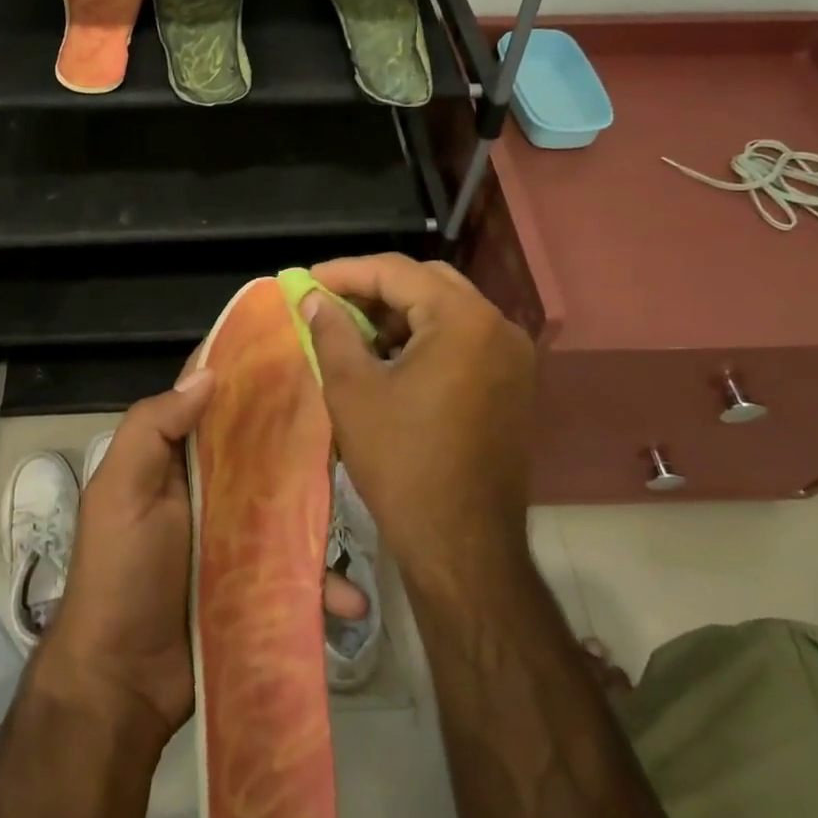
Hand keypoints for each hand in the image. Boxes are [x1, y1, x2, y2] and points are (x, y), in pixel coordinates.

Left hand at [42, 364, 375, 741]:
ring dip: (325, 513)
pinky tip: (350, 602)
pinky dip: (324, 585)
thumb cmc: (120, 573)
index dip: (248, 374)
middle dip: (303, 435)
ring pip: (292, 507)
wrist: (121, 684)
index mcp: (179, 459)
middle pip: (264, 450)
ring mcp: (240, 538)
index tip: (296, 347)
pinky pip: (300, 573)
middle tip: (355, 419)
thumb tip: (209, 373)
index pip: (215, 402)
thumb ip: (153, 428)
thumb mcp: (120, 491)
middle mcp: (213, 489)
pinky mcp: (260, 584)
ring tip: (370, 508)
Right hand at [304, 254, 538, 576]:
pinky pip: (462, 338)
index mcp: (463, 320)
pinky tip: (388, 357)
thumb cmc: (402, 463)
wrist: (462, 545)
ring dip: (399, 312)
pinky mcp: (512, 383)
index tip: (305, 280)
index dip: (345, 272)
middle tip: (329, 301)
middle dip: (374, 288)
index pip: (396, 272)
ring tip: (352, 329)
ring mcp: (512, 356)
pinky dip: (424, 337)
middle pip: (427, 282)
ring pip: (446, 309)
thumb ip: (331, 332)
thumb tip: (314, 299)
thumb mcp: (353, 391)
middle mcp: (498, 326)